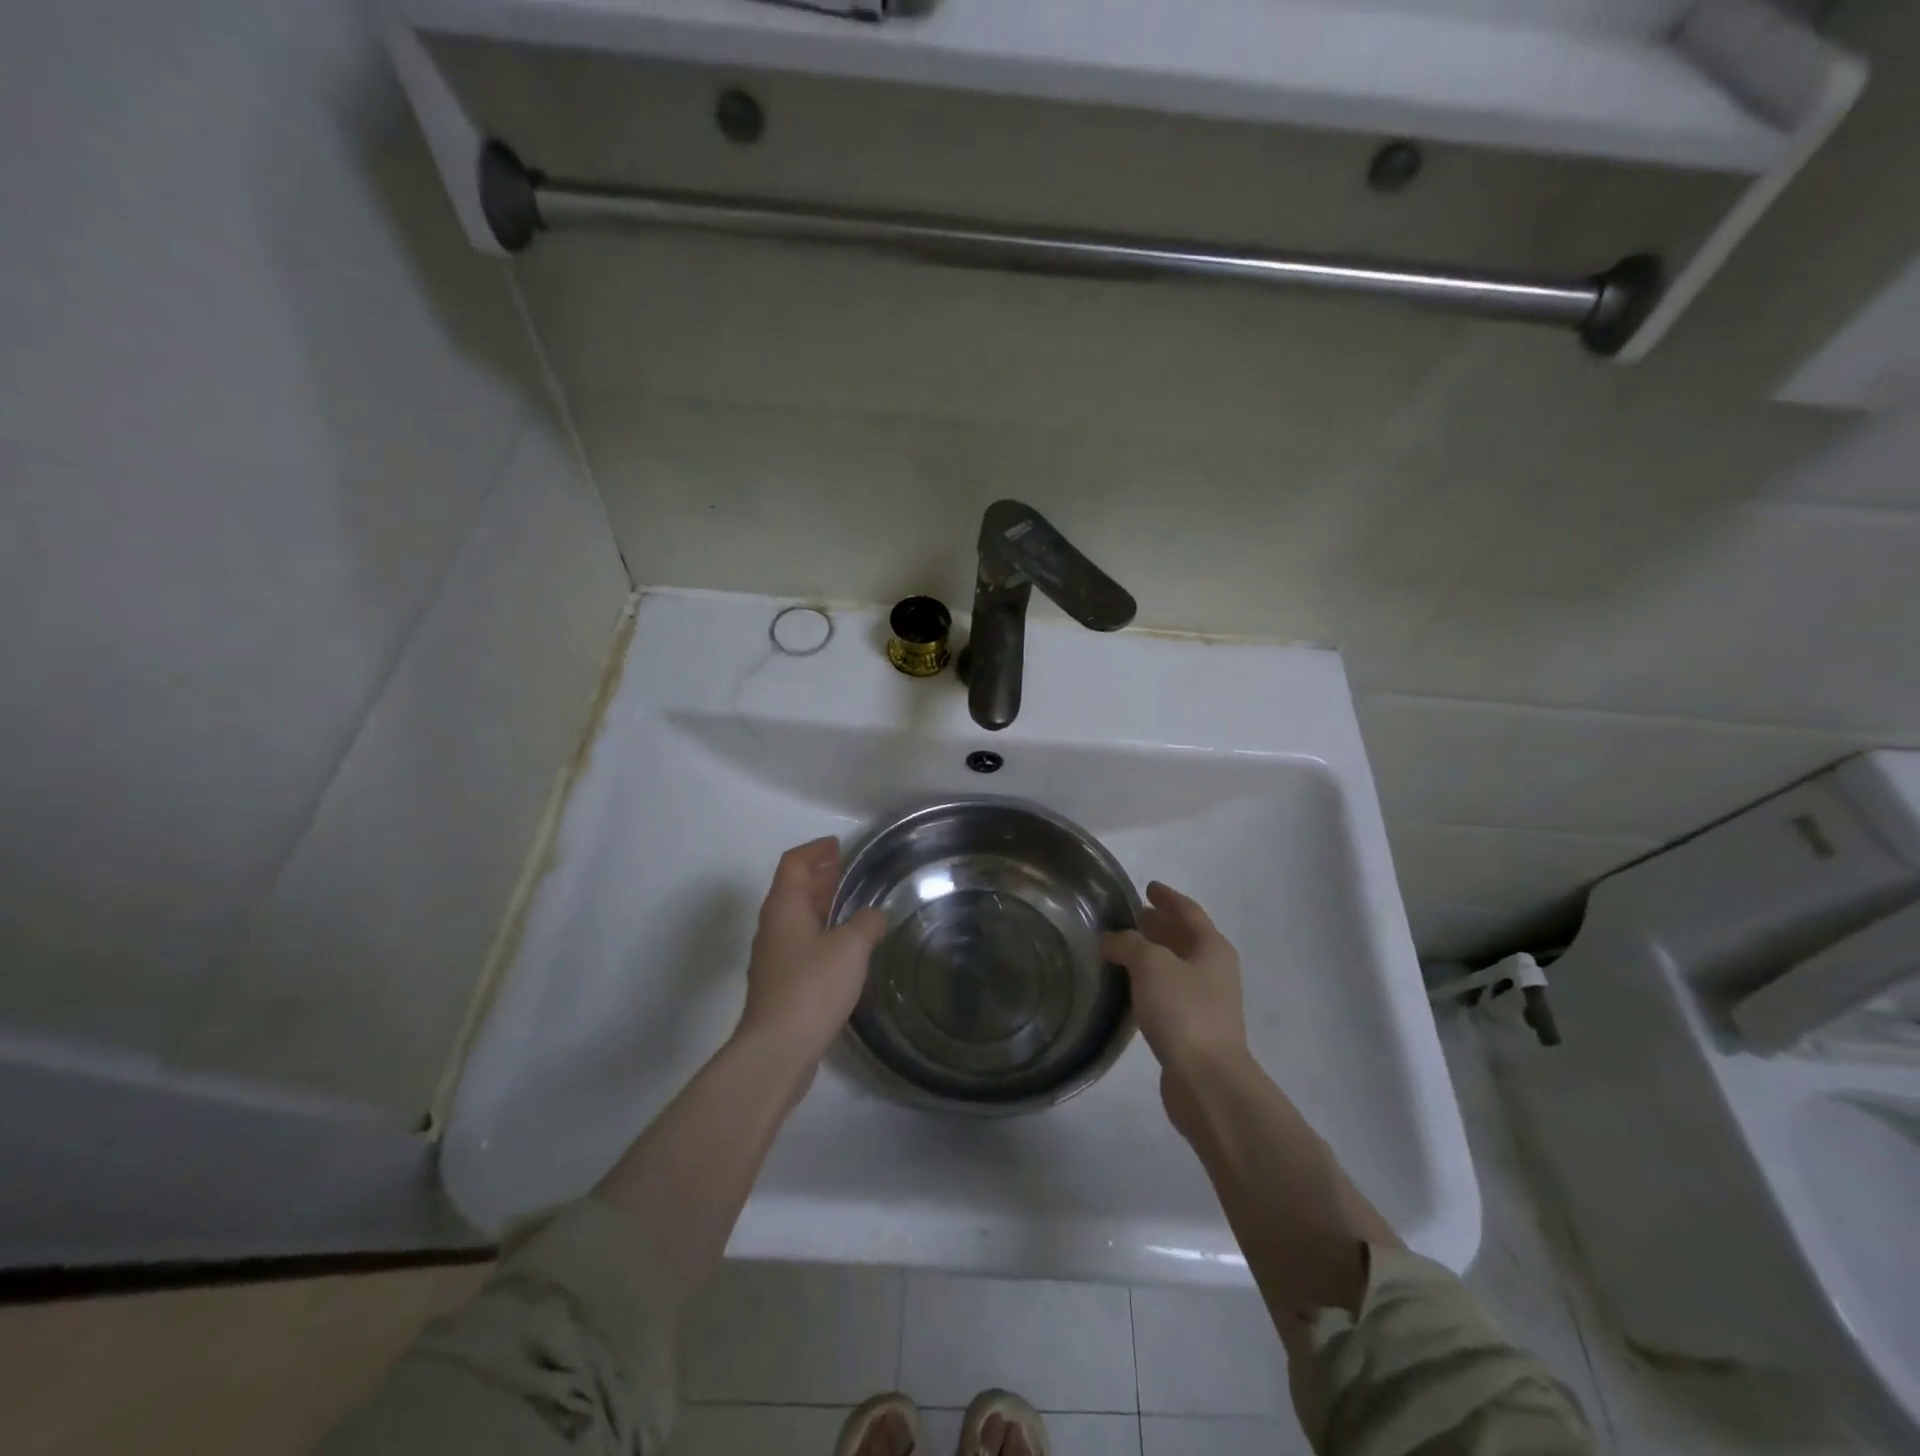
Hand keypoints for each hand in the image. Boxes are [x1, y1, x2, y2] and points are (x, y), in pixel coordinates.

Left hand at [736, 837, 887, 1073]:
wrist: (777, 1049)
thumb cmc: (812, 987)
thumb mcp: (851, 947)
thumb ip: (867, 923)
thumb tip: (874, 915)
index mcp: (784, 907)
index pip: (794, 863)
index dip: (815, 850)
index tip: (837, 845)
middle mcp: (773, 926)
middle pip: (793, 888)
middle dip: (819, 875)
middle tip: (846, 869)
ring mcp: (774, 956)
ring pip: (796, 917)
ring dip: (820, 905)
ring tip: (849, 903)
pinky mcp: (780, 983)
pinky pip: (800, 942)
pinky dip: (820, 932)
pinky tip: (843, 947)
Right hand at [1101, 882, 1245, 1078]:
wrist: (1207, 1080)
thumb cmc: (1183, 1011)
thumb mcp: (1150, 965)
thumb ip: (1128, 943)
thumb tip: (1111, 939)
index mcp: (1212, 947)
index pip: (1188, 911)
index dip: (1168, 897)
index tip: (1148, 886)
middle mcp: (1214, 970)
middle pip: (1186, 937)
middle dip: (1160, 925)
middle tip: (1132, 916)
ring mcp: (1207, 1001)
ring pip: (1177, 966)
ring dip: (1154, 954)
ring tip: (1123, 948)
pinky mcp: (1194, 1029)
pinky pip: (1170, 992)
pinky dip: (1151, 981)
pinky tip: (1130, 987)